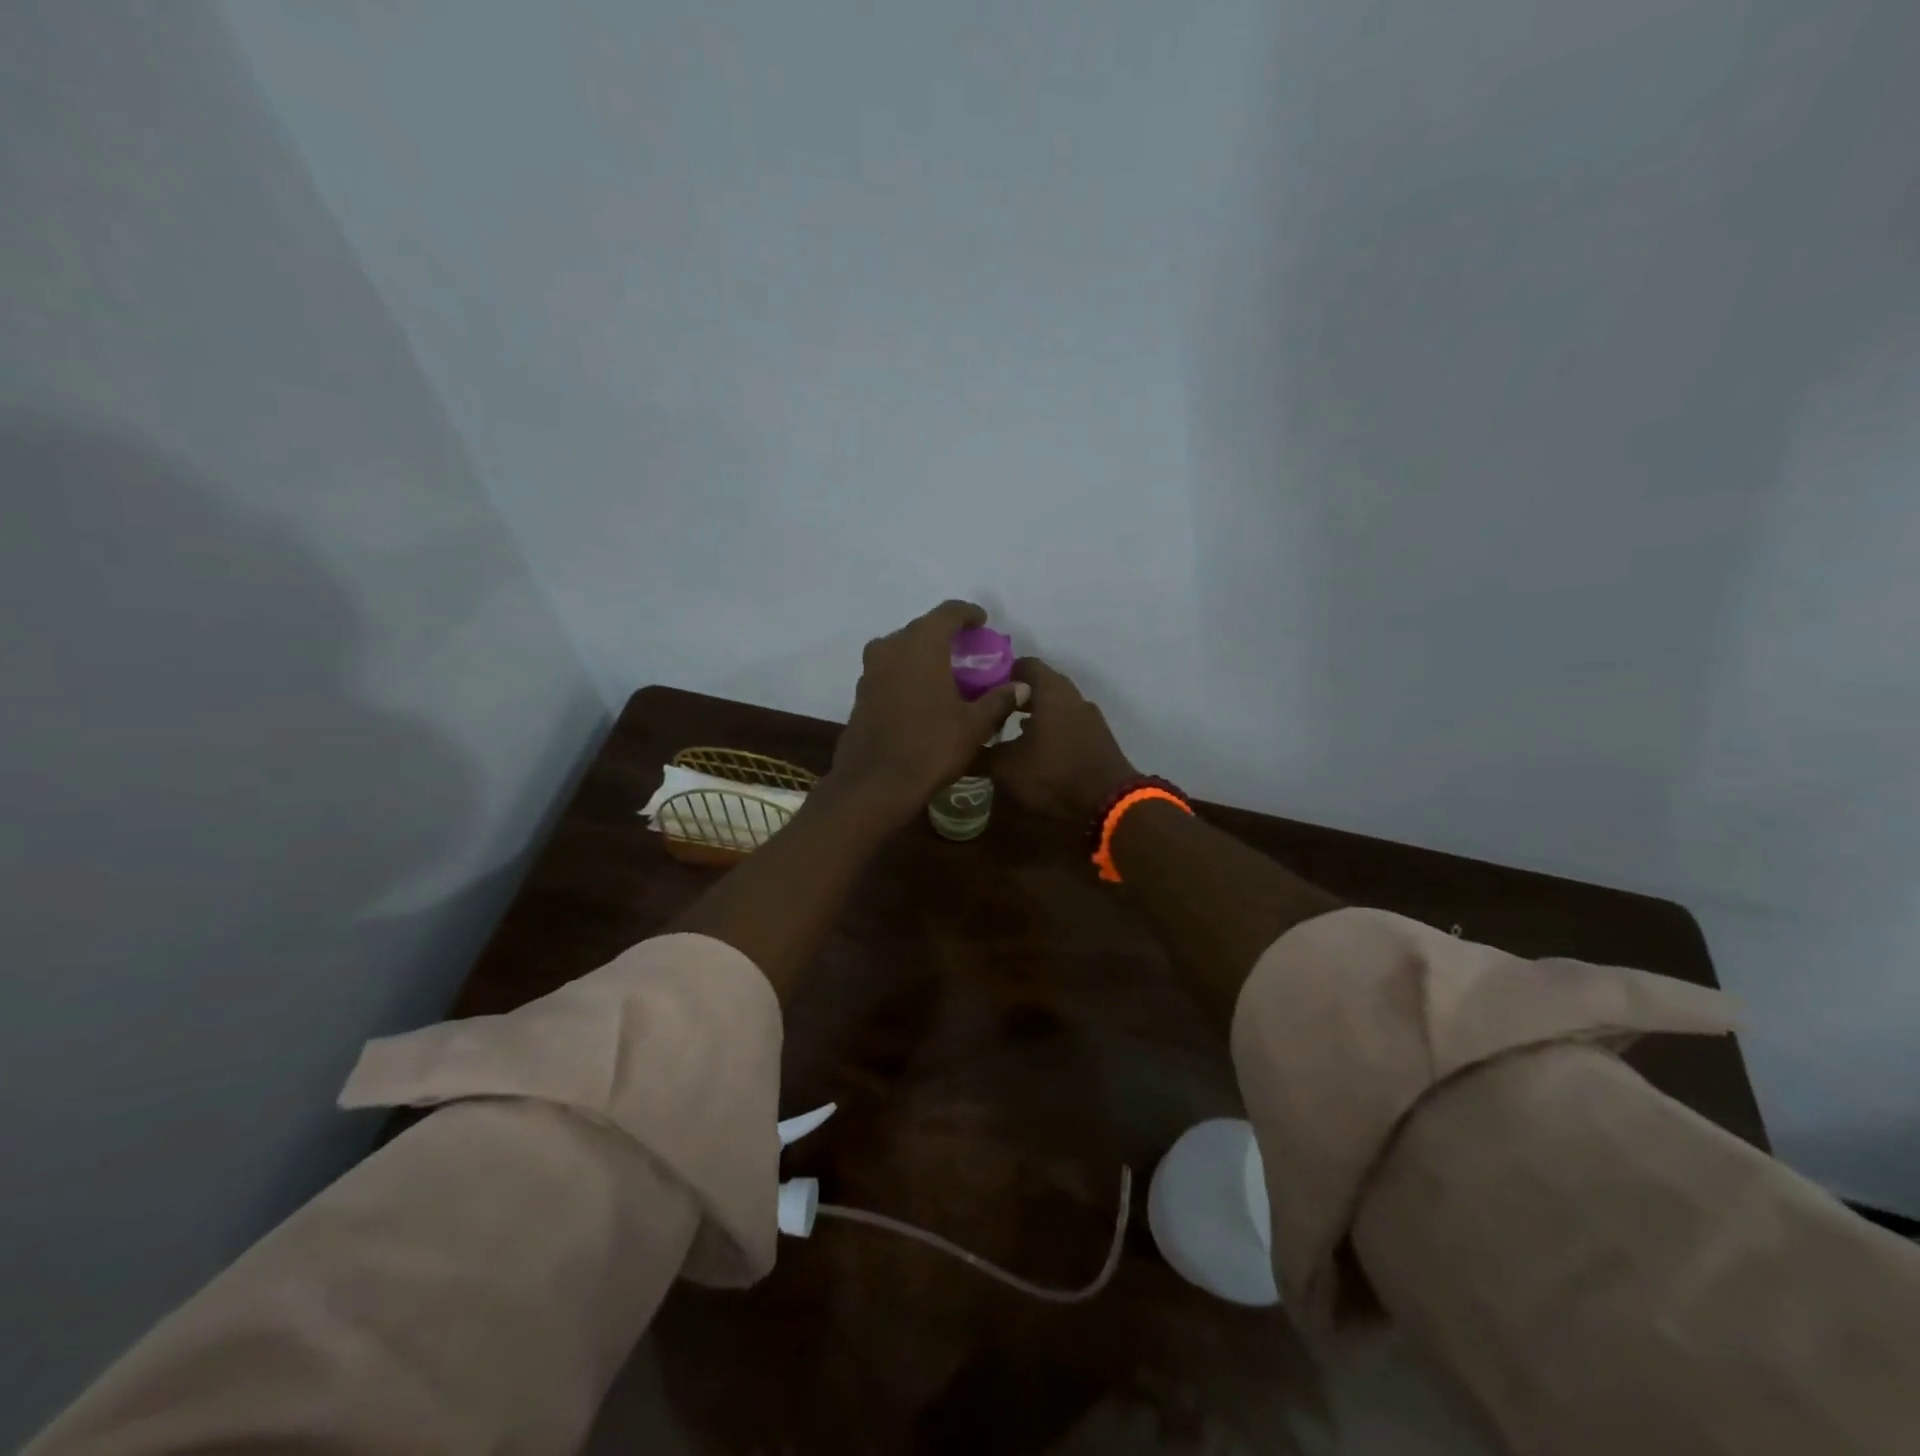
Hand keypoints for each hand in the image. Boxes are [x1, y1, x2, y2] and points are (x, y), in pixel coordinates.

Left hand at [828, 601, 1021, 823]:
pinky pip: (889, 670)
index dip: (968, 613)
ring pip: (901, 649)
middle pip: (922, 628)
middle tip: (968, 652)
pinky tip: (922, 695)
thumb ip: (998, 700)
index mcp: (921, 645)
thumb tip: (1021, 688)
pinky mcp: (861, 693)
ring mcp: (871, 670)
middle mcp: (892, 647)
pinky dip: (907, 673)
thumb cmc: (931, 746)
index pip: (948, 612)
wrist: (875, 783)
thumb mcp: (974, 725)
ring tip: (946, 673)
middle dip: (946, 635)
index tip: (983, 623)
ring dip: (923, 654)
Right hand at [986, 658, 1138, 821]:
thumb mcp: (1006, 767)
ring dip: (1034, 715)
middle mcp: (1073, 696)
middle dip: (1016, 697)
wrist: (1109, 805)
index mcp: (1051, 690)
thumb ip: (982, 753)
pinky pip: (1068, 725)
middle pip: (1041, 685)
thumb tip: (961, 748)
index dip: (1000, 673)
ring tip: (1009, 733)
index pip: (1024, 664)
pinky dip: (1050, 731)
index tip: (980, 688)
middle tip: (990, 711)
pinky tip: (1035, 751)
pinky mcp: (1098, 739)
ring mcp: (1090, 718)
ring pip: (1056, 707)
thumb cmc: (1053, 775)